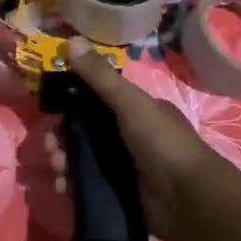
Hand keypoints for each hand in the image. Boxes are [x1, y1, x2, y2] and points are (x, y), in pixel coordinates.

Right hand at [42, 35, 239, 240]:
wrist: (191, 201)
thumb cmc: (163, 143)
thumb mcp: (130, 103)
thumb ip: (99, 76)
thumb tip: (70, 40)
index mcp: (132, 110)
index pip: (93, 100)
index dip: (69, 102)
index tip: (49, 109)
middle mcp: (126, 136)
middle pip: (82, 132)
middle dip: (61, 137)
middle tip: (51, 147)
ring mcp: (122, 167)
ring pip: (81, 159)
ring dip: (63, 161)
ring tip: (58, 170)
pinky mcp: (118, 194)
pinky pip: (86, 186)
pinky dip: (72, 186)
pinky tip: (64, 189)